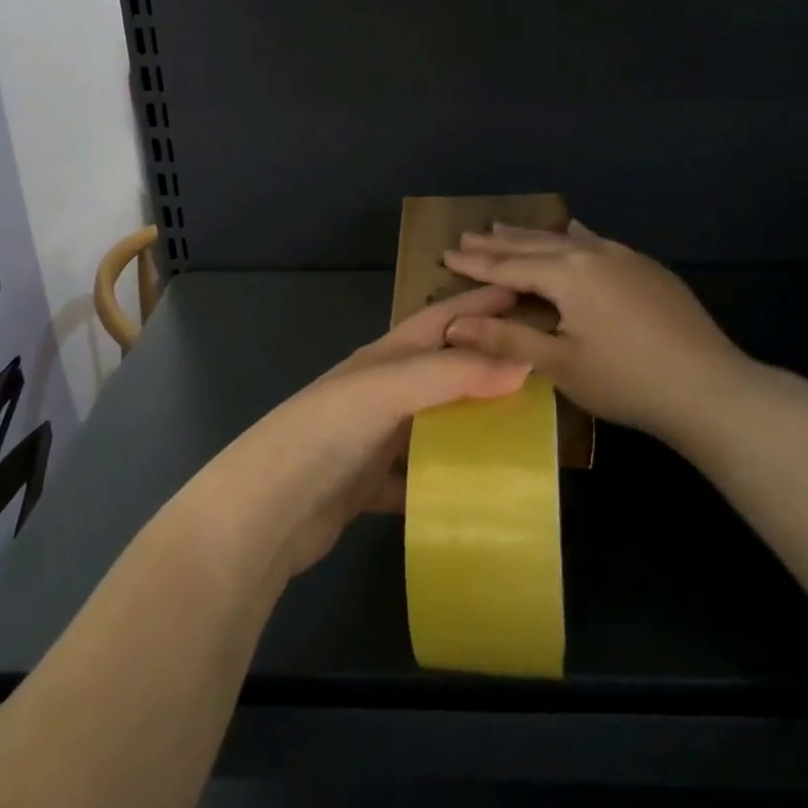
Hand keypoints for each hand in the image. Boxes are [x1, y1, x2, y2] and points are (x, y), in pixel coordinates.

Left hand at [197, 286, 530, 580]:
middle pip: (443, 369)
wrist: (266, 511)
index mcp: (385, 357)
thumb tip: (523, 362)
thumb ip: (452, 373)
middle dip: (487, 364)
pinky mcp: (371, 484)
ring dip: (471, 423)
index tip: (526, 295)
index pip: (441, 318)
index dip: (479, 304)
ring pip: (435, 422)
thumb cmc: (326, 432)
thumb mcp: (389, 388)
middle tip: (542, 368)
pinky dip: (446, 480)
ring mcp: (375, 438)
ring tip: (525, 431)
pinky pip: (419, 477)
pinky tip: (479, 492)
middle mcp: (382, 390)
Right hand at [442, 221, 756, 448]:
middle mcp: (593, 255)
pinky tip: (575, 229)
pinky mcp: (648, 270)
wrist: (710, 388)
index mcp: (568, 275)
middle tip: (467, 235)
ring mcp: (625, 258)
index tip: (445, 255)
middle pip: (535, 245)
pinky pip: (599, 242)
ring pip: (567, 239)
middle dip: (499, 242)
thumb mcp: (559, 363)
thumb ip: (505, 339)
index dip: (476, 263)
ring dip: (533, 235)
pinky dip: (576, 236)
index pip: (509, 265)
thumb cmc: (626, 380)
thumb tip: (453, 325)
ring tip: (505, 227)